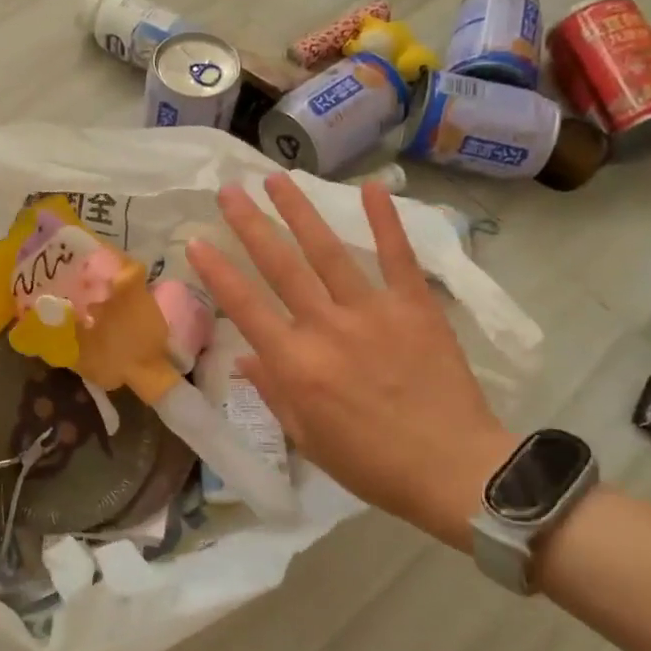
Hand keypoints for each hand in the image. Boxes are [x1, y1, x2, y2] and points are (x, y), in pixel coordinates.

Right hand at [186, 174, 517, 550]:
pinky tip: (370, 188)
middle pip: (280, 266)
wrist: (454, 471)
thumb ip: (273, 392)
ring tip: (277, 180)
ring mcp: (372, 312)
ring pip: (328, 251)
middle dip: (250, 225)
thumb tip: (245, 358)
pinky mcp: (415, 307)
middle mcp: (326, 327)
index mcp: (295, 364)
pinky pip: (398, 257)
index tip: (196, 242)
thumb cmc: (371, 463)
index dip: (217, 272)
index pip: (245, 307)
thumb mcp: (307, 437)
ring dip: (300, 212)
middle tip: (229, 191)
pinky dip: (385, 221)